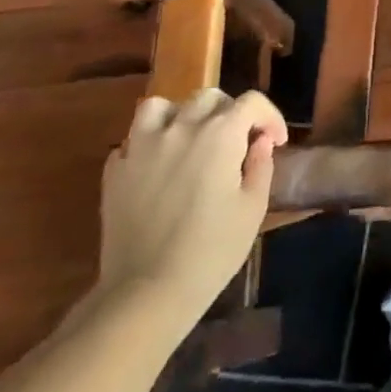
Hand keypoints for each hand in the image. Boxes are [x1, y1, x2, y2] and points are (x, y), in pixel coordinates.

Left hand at [97, 88, 288, 325]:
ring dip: (179, 116)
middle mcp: (182, 128)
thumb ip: (261, 165)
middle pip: (208, 97)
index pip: (252, 102)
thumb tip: (261, 141)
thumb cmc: (211, 251)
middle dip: (229, 111)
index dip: (269, 116)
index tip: (276, 140)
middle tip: (236, 140)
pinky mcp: (115, 172)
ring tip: (188, 139)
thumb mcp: (252, 208)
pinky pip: (132, 141)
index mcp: (221, 134)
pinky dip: (147, 146)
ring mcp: (142, 147)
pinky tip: (157, 168)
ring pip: (160, 107)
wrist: (145, 294)